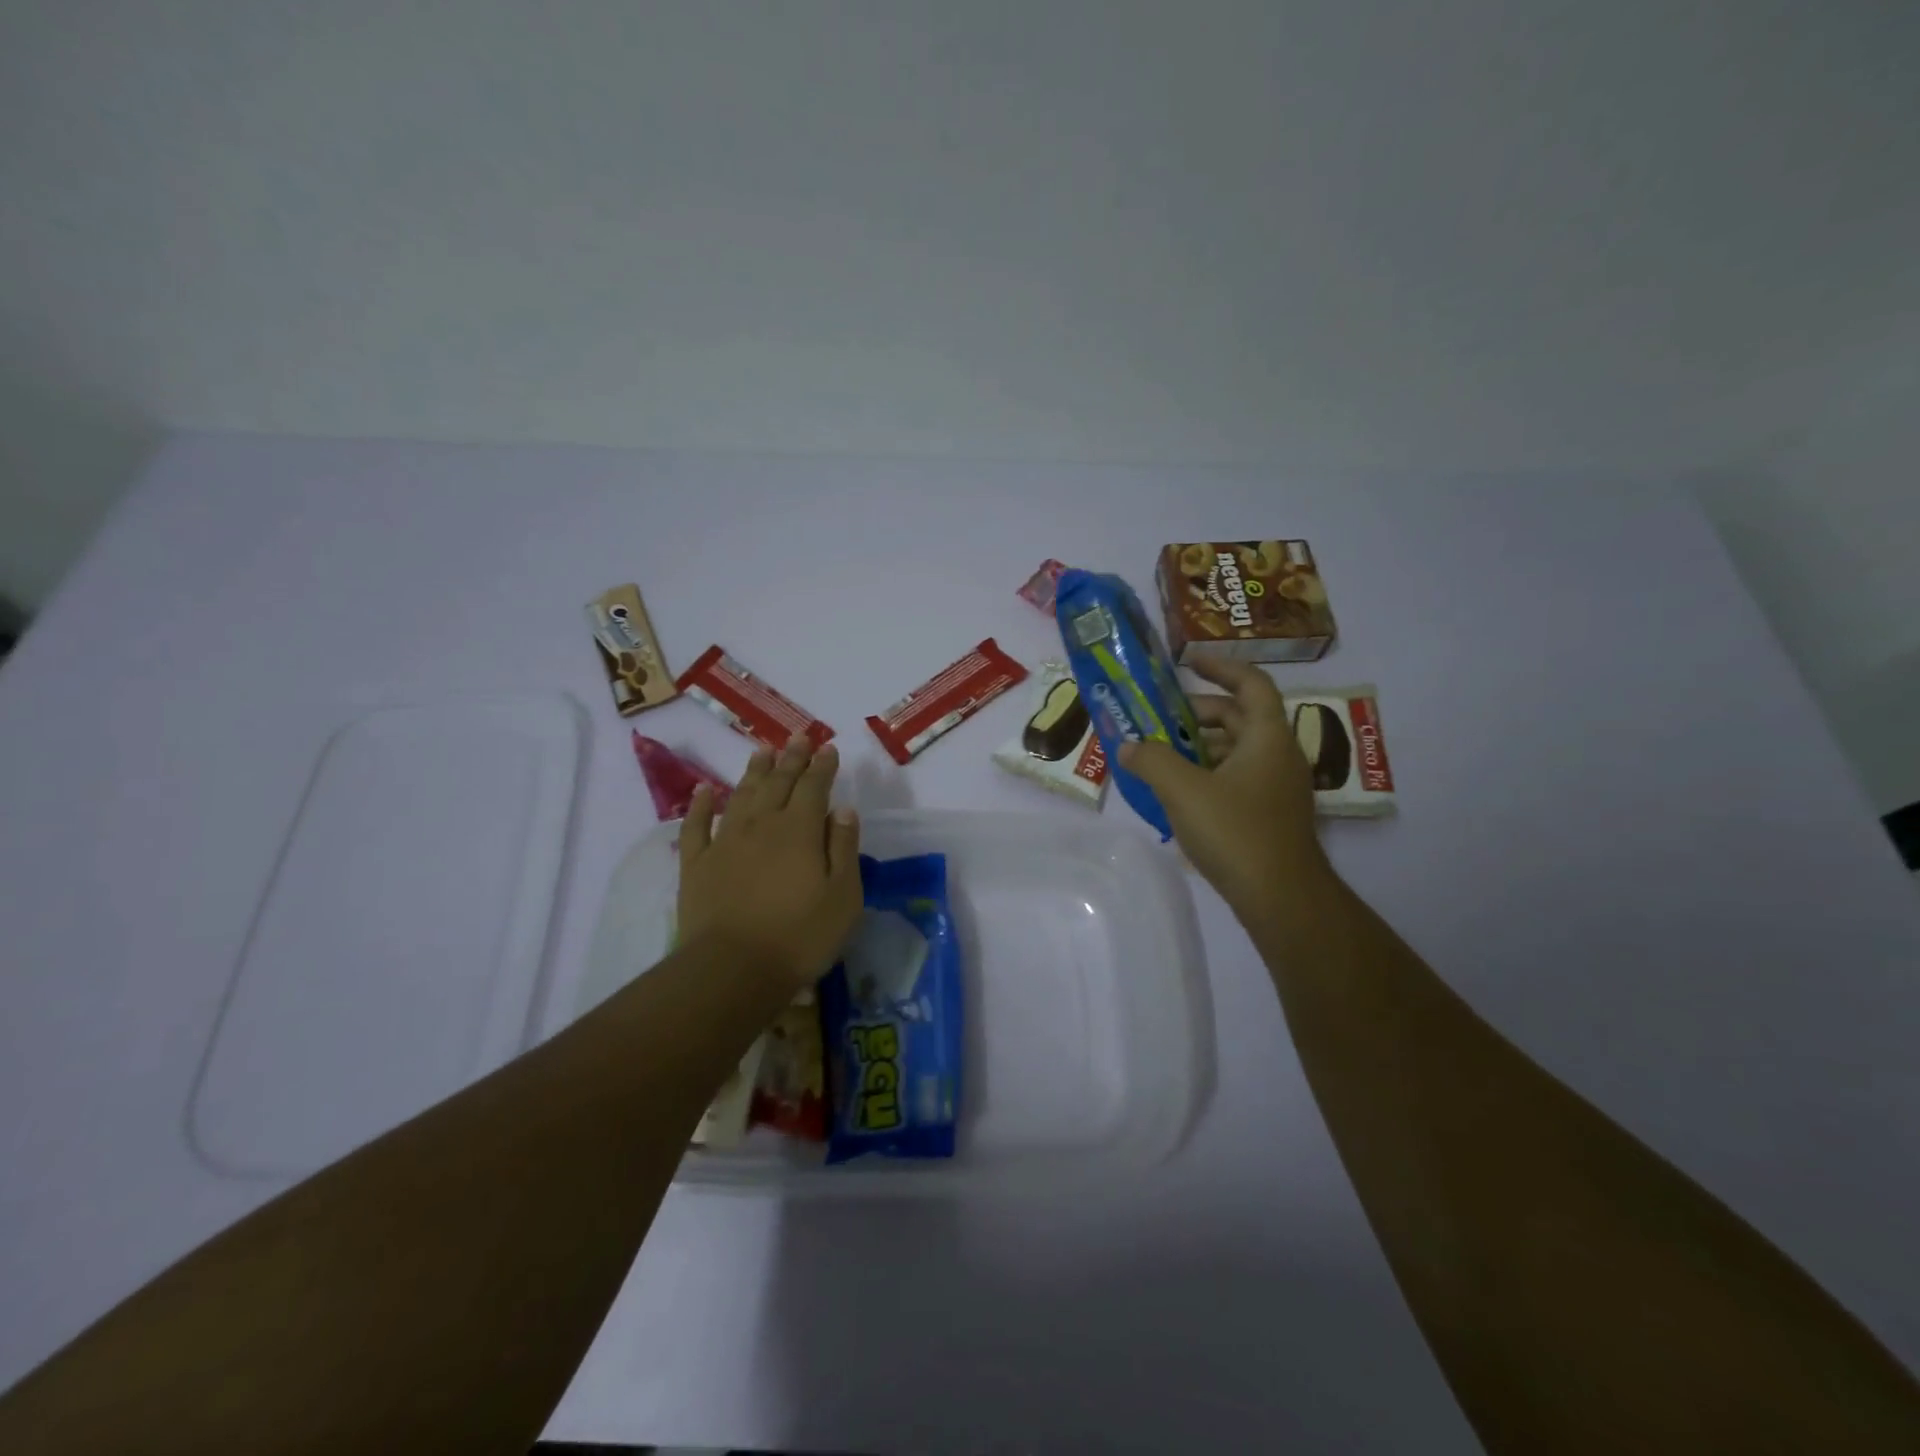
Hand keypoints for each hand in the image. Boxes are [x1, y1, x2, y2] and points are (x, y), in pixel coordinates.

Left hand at [678, 736, 861, 996]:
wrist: (732, 970)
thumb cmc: (800, 936)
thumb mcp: (843, 896)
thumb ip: (844, 848)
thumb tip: (843, 809)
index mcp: (800, 830)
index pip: (814, 787)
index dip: (822, 766)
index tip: (828, 748)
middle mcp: (762, 825)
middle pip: (779, 783)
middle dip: (792, 758)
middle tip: (799, 737)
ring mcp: (725, 842)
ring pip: (741, 795)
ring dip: (754, 770)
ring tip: (763, 750)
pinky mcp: (696, 864)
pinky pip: (696, 825)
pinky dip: (700, 804)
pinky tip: (703, 789)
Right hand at [1119, 658, 1331, 916]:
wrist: (1281, 898)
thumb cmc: (1236, 831)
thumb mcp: (1183, 790)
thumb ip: (1151, 760)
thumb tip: (1127, 746)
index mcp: (1267, 737)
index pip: (1251, 683)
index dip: (1221, 667)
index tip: (1188, 661)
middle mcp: (1278, 755)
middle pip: (1240, 717)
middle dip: (1198, 712)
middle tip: (1160, 717)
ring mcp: (1277, 787)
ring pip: (1236, 751)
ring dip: (1199, 746)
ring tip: (1160, 755)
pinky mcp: (1269, 815)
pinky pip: (1236, 778)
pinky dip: (1207, 773)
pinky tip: (1178, 792)